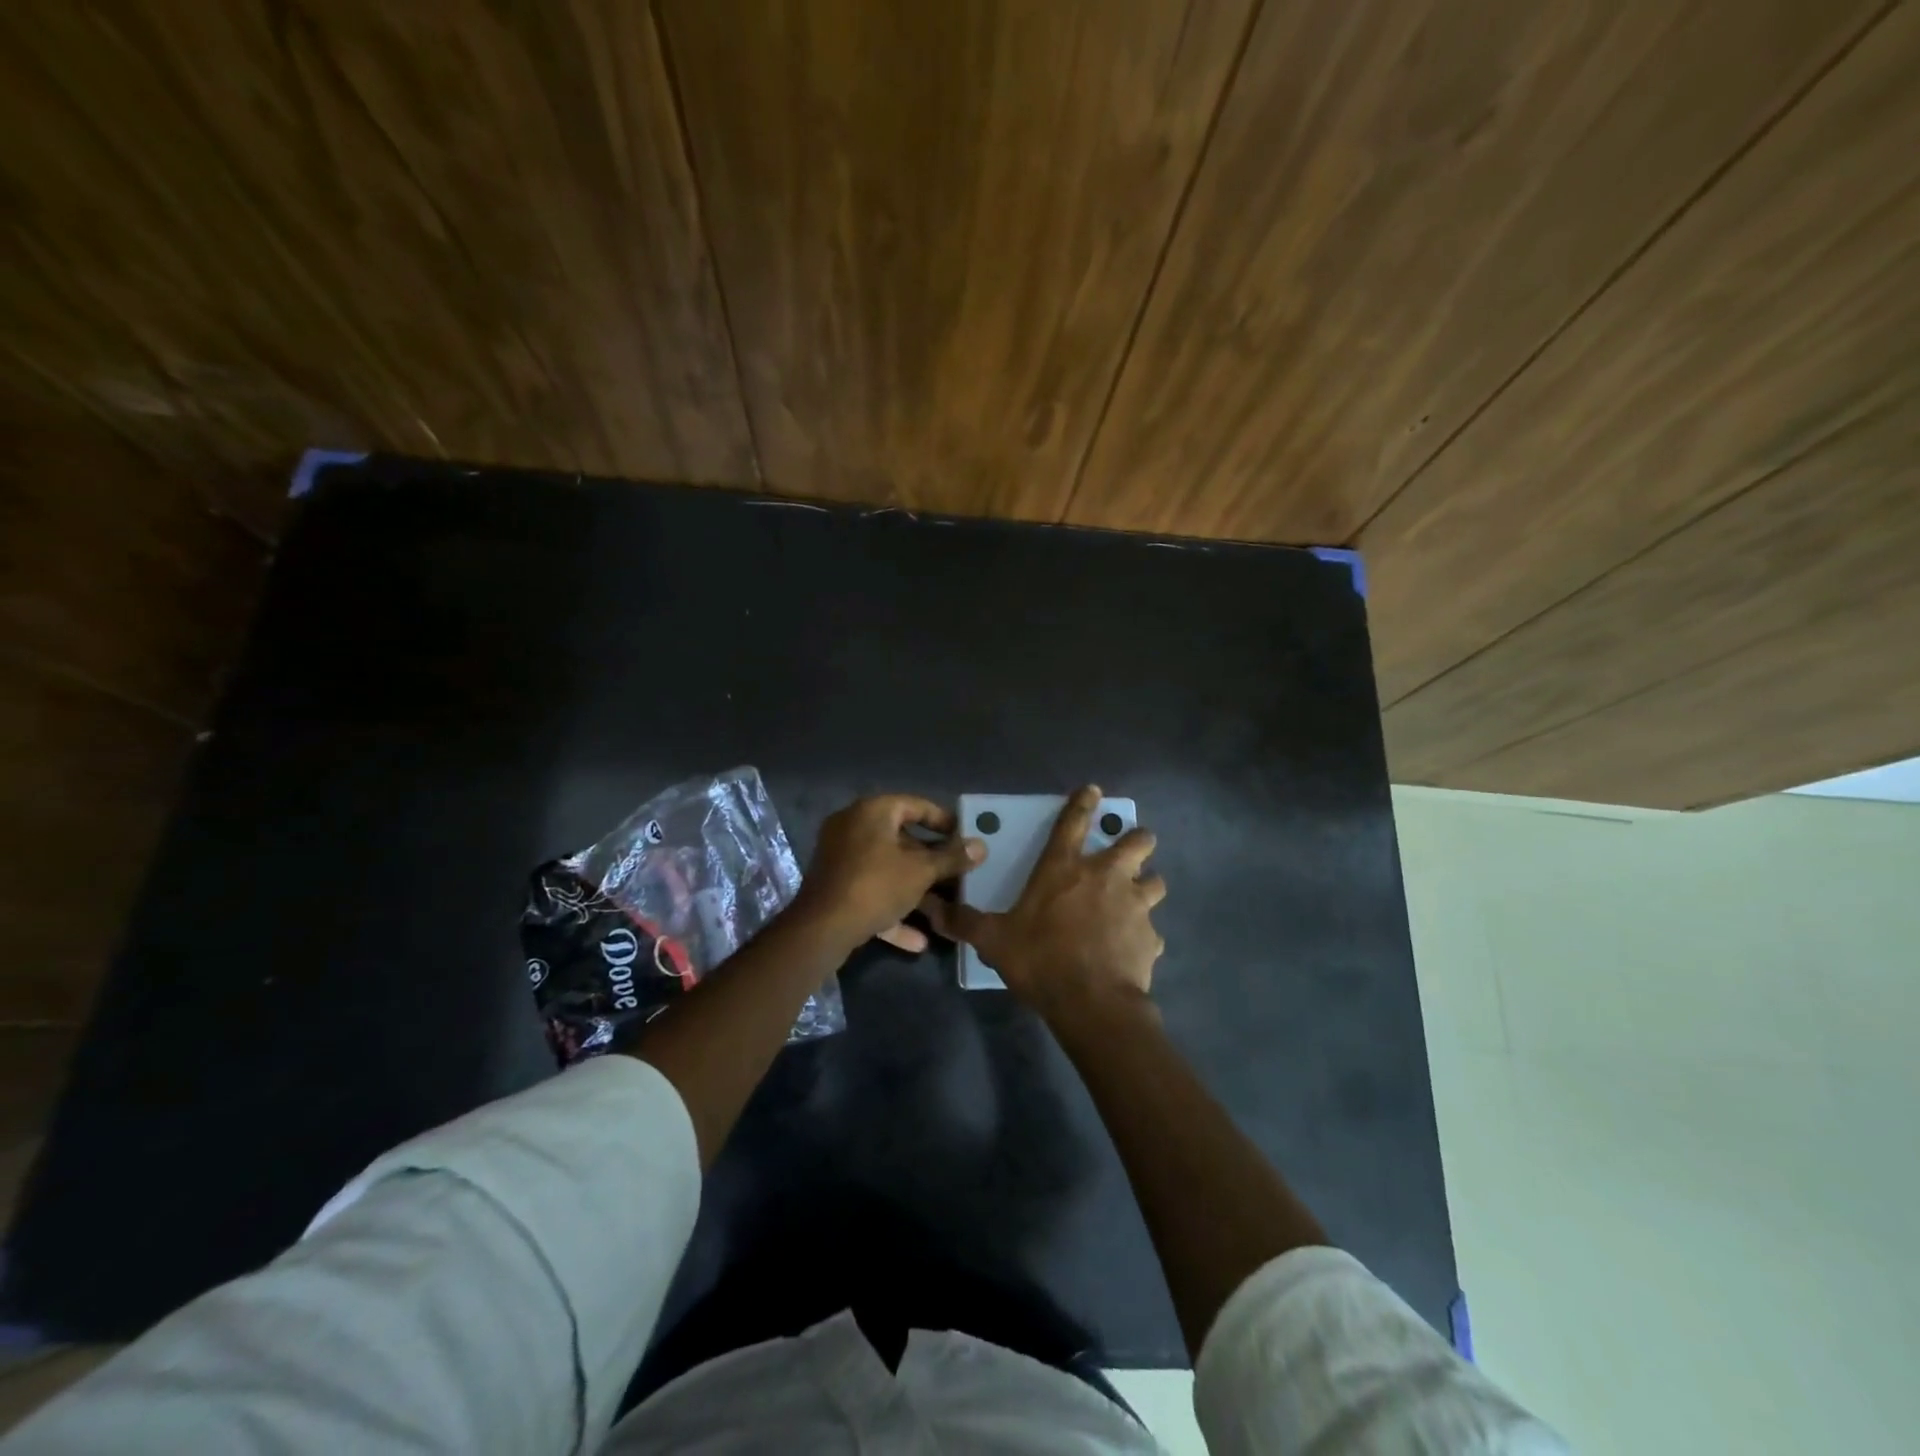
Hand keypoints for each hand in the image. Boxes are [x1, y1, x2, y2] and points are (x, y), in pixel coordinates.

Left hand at [790, 795, 985, 954]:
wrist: (822, 929)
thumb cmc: (876, 885)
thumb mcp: (921, 871)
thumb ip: (952, 857)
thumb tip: (981, 846)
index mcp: (872, 811)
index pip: (915, 805)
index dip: (943, 820)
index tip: (965, 837)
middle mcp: (853, 827)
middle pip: (901, 839)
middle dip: (931, 861)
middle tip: (958, 873)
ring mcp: (841, 859)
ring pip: (888, 869)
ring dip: (915, 889)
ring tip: (944, 906)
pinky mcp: (836, 888)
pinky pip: (872, 892)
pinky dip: (893, 910)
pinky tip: (919, 940)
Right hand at [922, 784, 1164, 1020]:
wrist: (1091, 1002)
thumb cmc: (1040, 959)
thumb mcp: (994, 940)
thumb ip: (965, 922)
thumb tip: (932, 910)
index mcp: (1065, 868)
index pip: (1075, 822)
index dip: (1084, 802)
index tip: (1094, 790)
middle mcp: (1106, 876)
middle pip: (1138, 841)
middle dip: (1138, 840)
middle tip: (1130, 850)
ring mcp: (1135, 905)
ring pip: (1156, 881)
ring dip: (1147, 885)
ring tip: (1137, 898)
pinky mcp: (1151, 937)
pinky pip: (1152, 931)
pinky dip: (1143, 935)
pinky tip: (1132, 948)